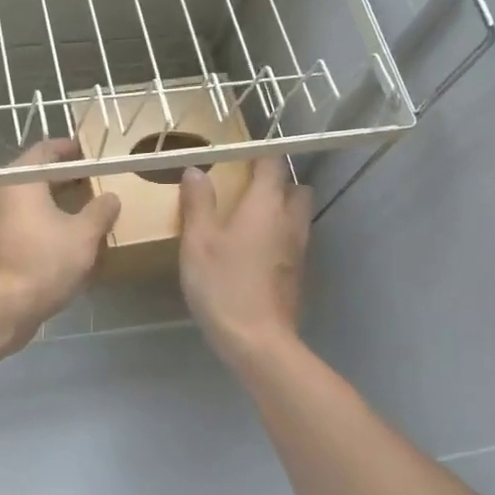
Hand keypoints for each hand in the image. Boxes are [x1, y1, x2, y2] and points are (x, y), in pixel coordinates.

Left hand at [0, 138, 121, 346]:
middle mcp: (0, 192)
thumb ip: (100, 211)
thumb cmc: (44, 261)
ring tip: (82, 209)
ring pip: (27, 200)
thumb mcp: (84, 236)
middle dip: (64, 177)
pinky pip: (20, 221)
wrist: (1, 306)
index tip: (89, 152)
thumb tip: (111, 197)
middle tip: (93, 181)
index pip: (45, 150)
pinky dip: (41, 221)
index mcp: (19, 180)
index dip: (69, 149)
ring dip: (53, 201)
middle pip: (35, 175)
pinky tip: (62, 236)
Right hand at [177, 156, 311, 363]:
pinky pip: (293, 241)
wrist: (257, 340)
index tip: (238, 154)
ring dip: (280, 210)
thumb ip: (198, 203)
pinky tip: (254, 251)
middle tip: (246, 188)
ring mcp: (298, 250)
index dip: (258, 155)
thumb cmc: (223, 284)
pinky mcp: (297, 274)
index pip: (272, 165)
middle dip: (277, 183)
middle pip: (295, 189)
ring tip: (248, 218)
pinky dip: (278, 236)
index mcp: (266, 205)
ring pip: (297, 216)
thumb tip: (196, 171)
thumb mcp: (198, 241)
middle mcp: (289, 221)